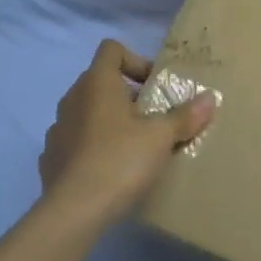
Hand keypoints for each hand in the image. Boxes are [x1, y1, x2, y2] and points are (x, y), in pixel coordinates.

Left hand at [40, 40, 216, 227]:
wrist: (74, 211)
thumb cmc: (120, 160)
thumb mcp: (161, 137)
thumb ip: (185, 116)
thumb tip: (210, 98)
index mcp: (97, 82)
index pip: (111, 49)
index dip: (135, 61)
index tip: (153, 87)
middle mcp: (73, 98)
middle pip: (101, 81)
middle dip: (127, 95)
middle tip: (152, 119)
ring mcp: (57, 128)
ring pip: (87, 112)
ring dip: (108, 121)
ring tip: (132, 147)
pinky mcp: (50, 158)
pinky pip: (75, 141)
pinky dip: (91, 147)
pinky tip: (108, 170)